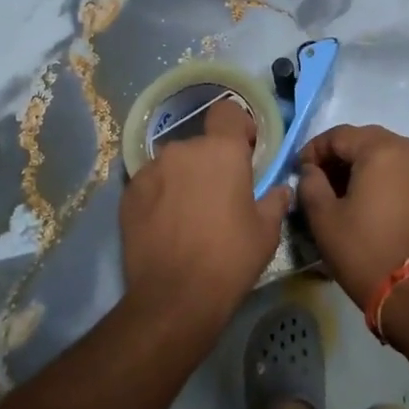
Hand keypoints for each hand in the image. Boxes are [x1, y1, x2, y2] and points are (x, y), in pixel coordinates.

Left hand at [120, 98, 291, 319]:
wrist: (174, 297)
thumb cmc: (230, 259)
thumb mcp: (266, 232)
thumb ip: (274, 200)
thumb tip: (280, 190)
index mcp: (221, 151)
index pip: (228, 111)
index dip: (238, 127)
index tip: (245, 152)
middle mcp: (183, 150)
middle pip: (200, 144)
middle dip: (211, 163)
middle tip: (220, 197)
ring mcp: (150, 170)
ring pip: (174, 164)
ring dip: (184, 179)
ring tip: (189, 215)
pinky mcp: (128, 193)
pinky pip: (151, 184)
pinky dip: (160, 196)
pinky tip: (165, 226)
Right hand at [297, 125, 408, 304]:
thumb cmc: (361, 249)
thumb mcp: (322, 216)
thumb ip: (310, 182)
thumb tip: (311, 170)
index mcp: (380, 150)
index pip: (340, 135)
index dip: (314, 149)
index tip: (300, 169)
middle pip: (366, 140)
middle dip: (340, 154)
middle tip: (320, 177)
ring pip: (388, 154)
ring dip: (363, 164)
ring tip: (344, 189)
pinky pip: (405, 172)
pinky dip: (385, 177)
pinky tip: (370, 200)